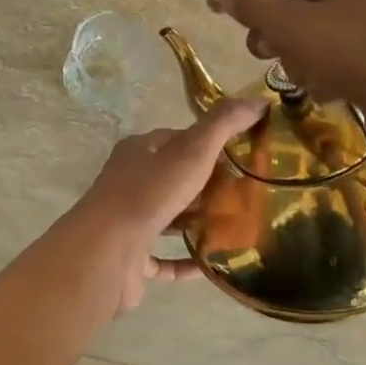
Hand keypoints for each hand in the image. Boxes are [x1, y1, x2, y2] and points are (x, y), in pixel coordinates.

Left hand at [67, 96, 267, 311]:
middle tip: (248, 194)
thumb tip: (259, 100)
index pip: (179, 139)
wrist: (106, 251)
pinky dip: (187, 260)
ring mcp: (128, 221)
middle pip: (175, 178)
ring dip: (197, 222)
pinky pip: (164, 258)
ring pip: (168, 218)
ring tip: (237, 227)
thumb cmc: (149, 194)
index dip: (211, 144)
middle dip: (209, 185)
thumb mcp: (192, 151)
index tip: (244, 155)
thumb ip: (224, 124)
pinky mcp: (130, 257)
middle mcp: (130, 181)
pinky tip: (212, 264)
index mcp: (139, 151)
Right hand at [213, 0, 365, 136]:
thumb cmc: (357, 52)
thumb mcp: (292, 27)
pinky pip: (336, 47)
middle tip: (263, 54)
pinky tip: (331, 88)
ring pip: (310, 27)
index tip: (213, 11)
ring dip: (298, 55)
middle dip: (274, 30)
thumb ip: (252, 6)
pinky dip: (325, 67)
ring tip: (308, 76)